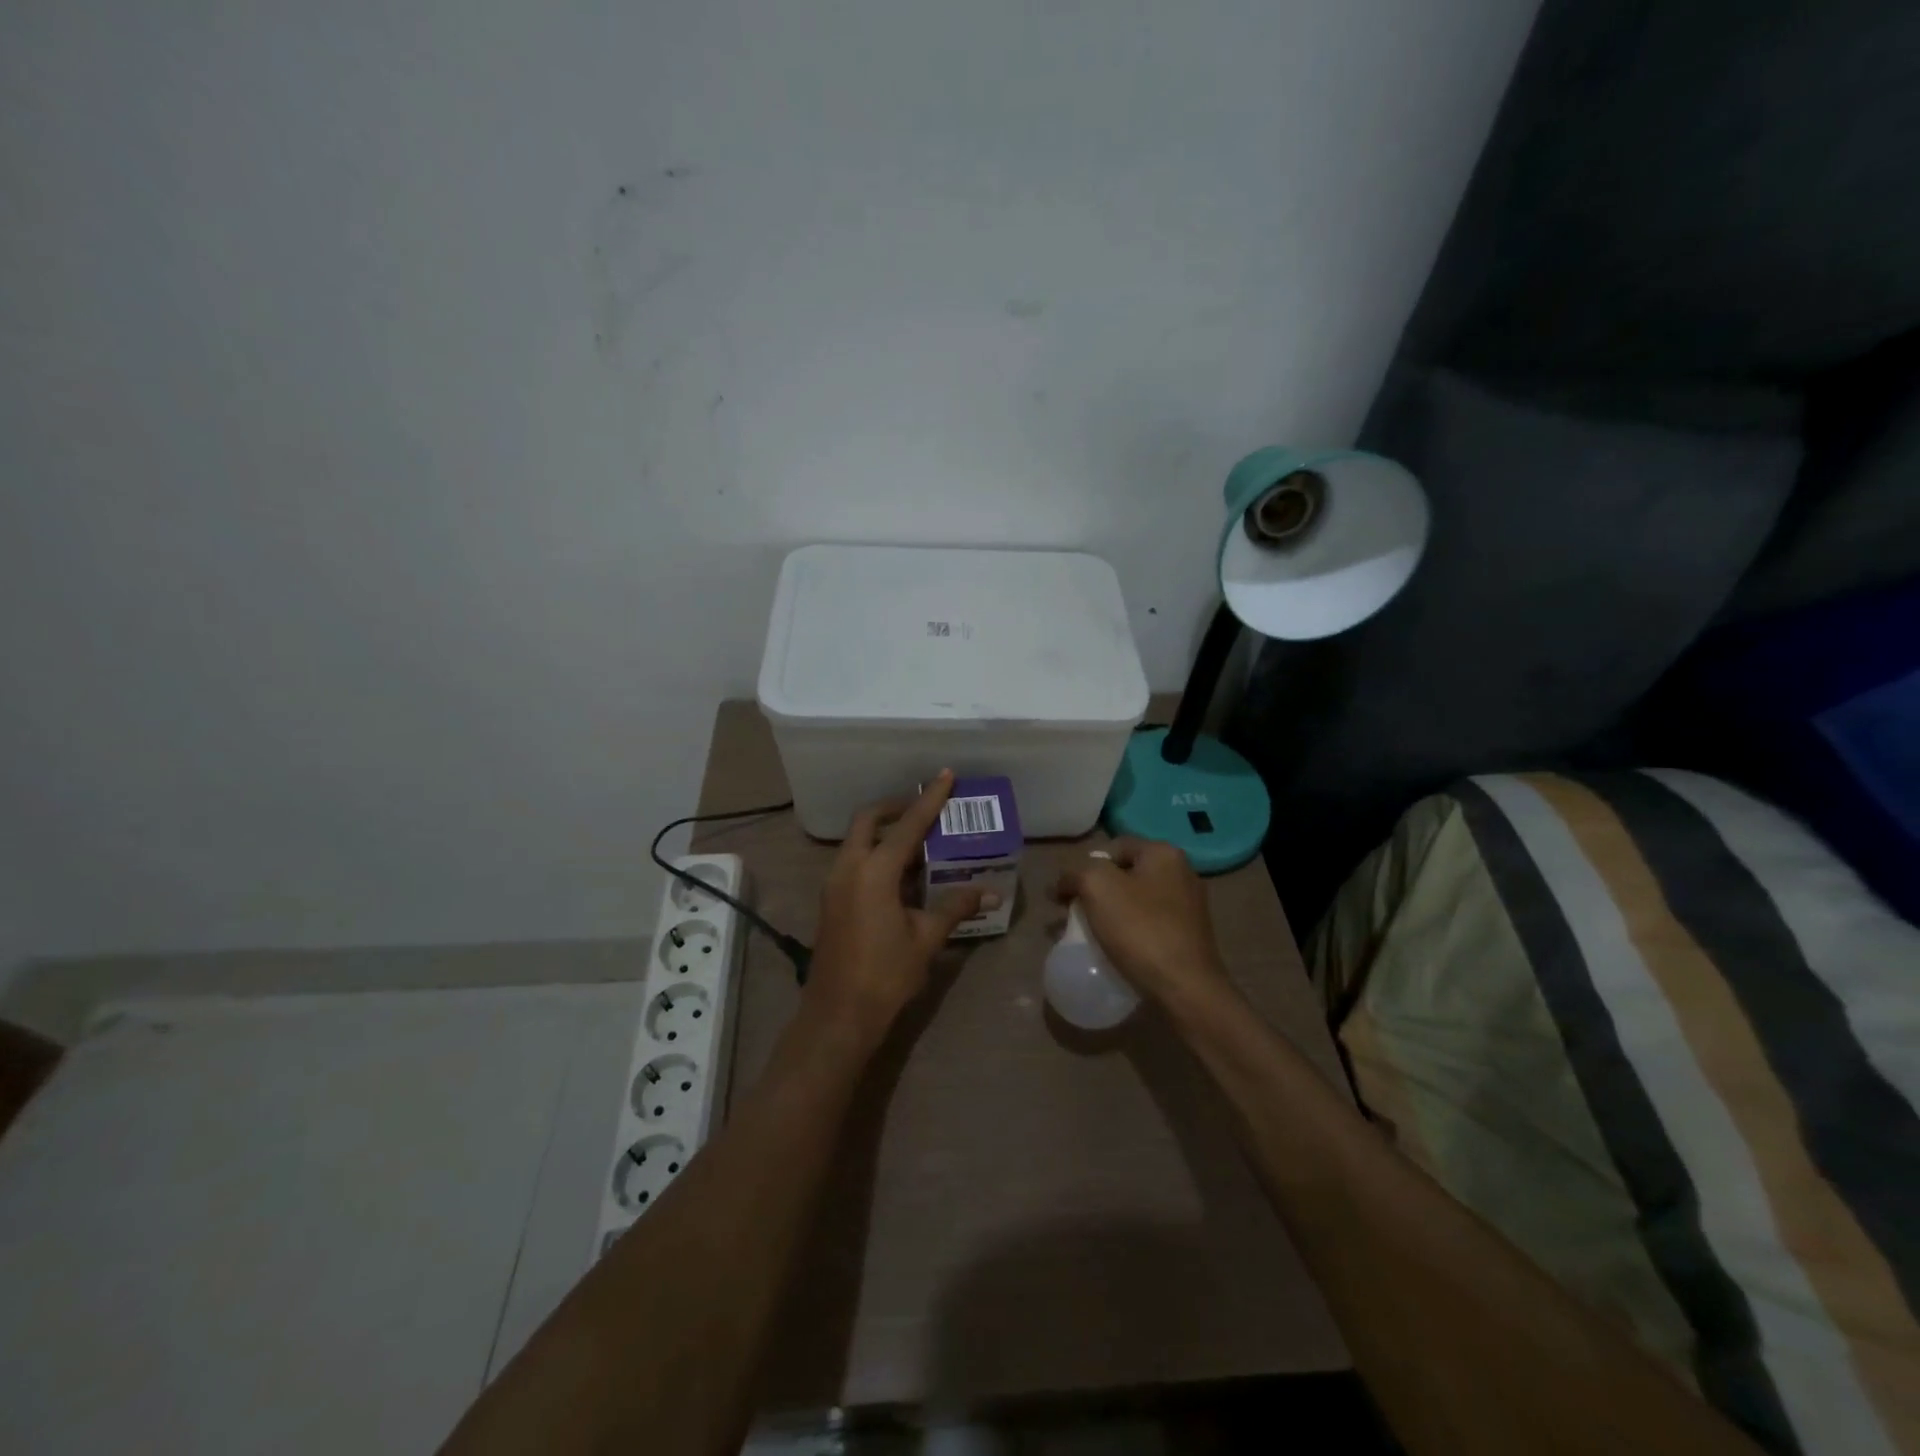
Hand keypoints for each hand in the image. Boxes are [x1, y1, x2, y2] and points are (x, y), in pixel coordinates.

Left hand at [807, 770, 989, 1049]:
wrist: (837, 1015)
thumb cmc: (885, 975)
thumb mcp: (926, 939)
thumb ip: (954, 908)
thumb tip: (988, 892)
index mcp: (874, 871)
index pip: (908, 825)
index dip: (929, 799)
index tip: (944, 775)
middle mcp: (849, 868)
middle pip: (869, 820)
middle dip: (896, 808)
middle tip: (925, 810)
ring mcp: (835, 884)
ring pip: (858, 841)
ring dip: (885, 834)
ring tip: (920, 844)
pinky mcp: (831, 900)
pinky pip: (854, 862)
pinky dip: (875, 855)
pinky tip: (902, 876)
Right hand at [1054, 837, 1231, 1009]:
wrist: (1186, 989)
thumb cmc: (1141, 930)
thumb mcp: (1097, 886)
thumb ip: (1076, 872)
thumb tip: (1064, 881)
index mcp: (1164, 853)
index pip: (1112, 847)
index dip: (1083, 867)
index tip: (1065, 896)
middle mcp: (1181, 873)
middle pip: (1124, 874)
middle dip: (1095, 892)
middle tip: (1073, 916)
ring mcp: (1189, 906)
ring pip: (1135, 901)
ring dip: (1109, 914)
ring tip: (1089, 936)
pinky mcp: (1189, 936)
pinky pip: (1148, 925)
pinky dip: (1128, 932)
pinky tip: (1115, 950)